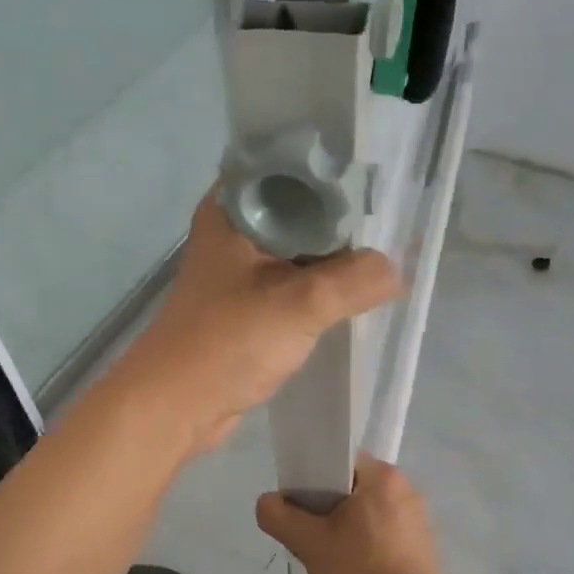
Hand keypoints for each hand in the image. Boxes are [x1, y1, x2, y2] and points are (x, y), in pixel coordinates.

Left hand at [115, 195, 399, 453]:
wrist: (177, 406)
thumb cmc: (229, 342)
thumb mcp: (301, 303)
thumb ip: (356, 279)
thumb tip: (396, 270)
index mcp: (233, 208)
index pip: (292, 168)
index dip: (336, 172)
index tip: (382, 180)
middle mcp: (234, 231)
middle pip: (300, 209)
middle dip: (343, 220)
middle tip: (395, 225)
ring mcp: (239, 270)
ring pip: (298, 250)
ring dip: (334, 258)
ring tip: (386, 257)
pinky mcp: (246, 305)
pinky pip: (292, 284)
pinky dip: (319, 288)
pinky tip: (355, 294)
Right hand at [255, 455, 443, 573]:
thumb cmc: (360, 573)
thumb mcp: (309, 543)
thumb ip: (280, 516)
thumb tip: (268, 503)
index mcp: (383, 476)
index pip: (338, 462)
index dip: (312, 481)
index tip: (300, 509)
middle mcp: (405, 489)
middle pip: (352, 488)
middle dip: (327, 510)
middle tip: (309, 538)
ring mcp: (418, 519)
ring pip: (367, 513)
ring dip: (346, 529)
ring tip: (330, 559)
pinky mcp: (423, 546)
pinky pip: (385, 534)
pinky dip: (366, 545)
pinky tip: (355, 572)